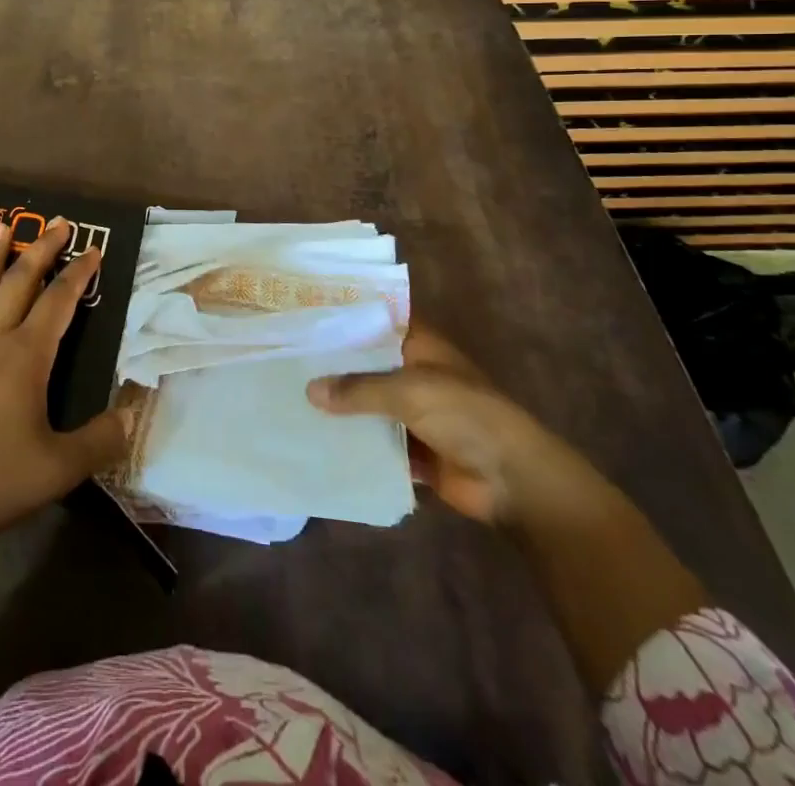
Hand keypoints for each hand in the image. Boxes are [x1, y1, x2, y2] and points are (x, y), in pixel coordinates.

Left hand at [0, 219, 129, 579]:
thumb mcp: (59, 469)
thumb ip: (100, 440)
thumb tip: (131, 414)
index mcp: (26, 358)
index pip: (59, 302)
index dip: (79, 274)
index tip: (94, 250)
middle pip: (20, 283)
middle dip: (41, 250)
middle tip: (58, 222)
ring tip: (2, 226)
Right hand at [307, 323, 602, 526]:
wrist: (513, 480)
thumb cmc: (466, 415)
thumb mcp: (409, 391)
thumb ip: (359, 389)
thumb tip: (309, 390)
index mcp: (417, 344)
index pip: (373, 321)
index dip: (342, 317)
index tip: (300, 314)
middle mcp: (411, 372)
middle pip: (365, 363)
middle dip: (331, 365)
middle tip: (281, 358)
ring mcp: (411, 412)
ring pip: (366, 403)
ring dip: (339, 406)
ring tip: (288, 398)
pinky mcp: (411, 449)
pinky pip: (374, 440)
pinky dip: (352, 441)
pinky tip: (314, 440)